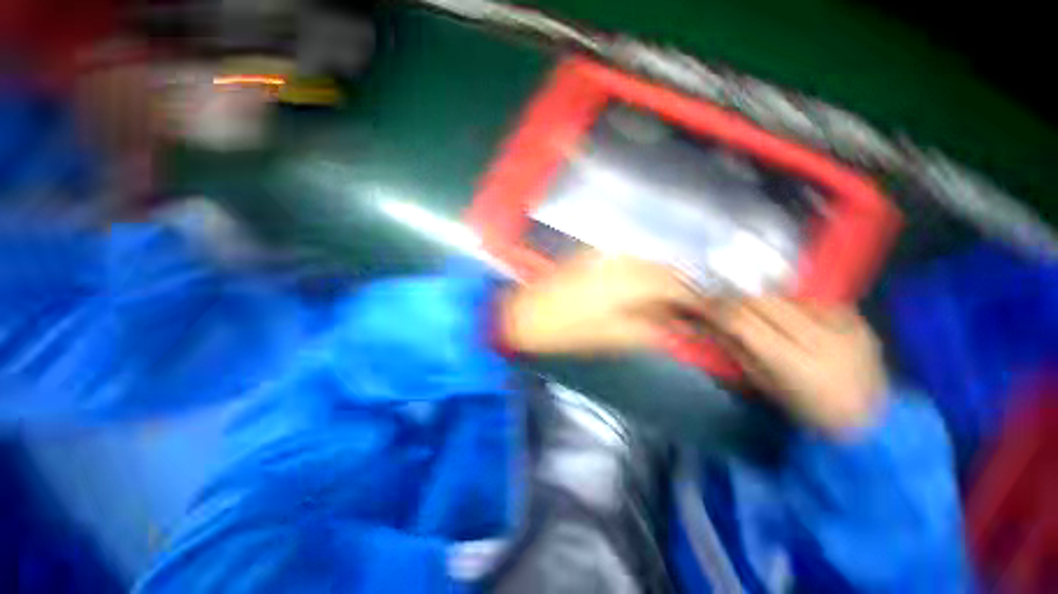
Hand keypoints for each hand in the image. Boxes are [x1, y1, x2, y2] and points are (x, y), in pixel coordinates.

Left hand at [496, 251, 699, 354]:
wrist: (524, 312)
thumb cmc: (566, 330)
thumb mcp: (611, 337)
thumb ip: (650, 329)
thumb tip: (679, 327)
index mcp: (630, 281)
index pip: (678, 286)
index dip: (697, 300)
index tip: (706, 313)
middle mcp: (622, 260)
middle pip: (666, 270)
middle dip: (682, 288)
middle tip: (688, 309)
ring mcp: (605, 254)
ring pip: (648, 262)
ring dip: (662, 279)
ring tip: (666, 300)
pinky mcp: (592, 254)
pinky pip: (628, 259)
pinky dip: (641, 272)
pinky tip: (638, 286)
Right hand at [710, 297, 887, 433]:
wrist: (873, 421)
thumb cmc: (809, 412)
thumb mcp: (764, 385)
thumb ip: (735, 349)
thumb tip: (705, 324)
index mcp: (795, 364)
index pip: (742, 321)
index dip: (712, 309)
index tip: (692, 305)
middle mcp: (821, 338)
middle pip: (761, 302)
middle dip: (731, 299)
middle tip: (714, 303)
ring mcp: (844, 324)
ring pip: (782, 296)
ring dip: (757, 300)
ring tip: (747, 310)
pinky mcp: (857, 317)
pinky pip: (808, 299)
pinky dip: (786, 304)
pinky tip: (785, 316)